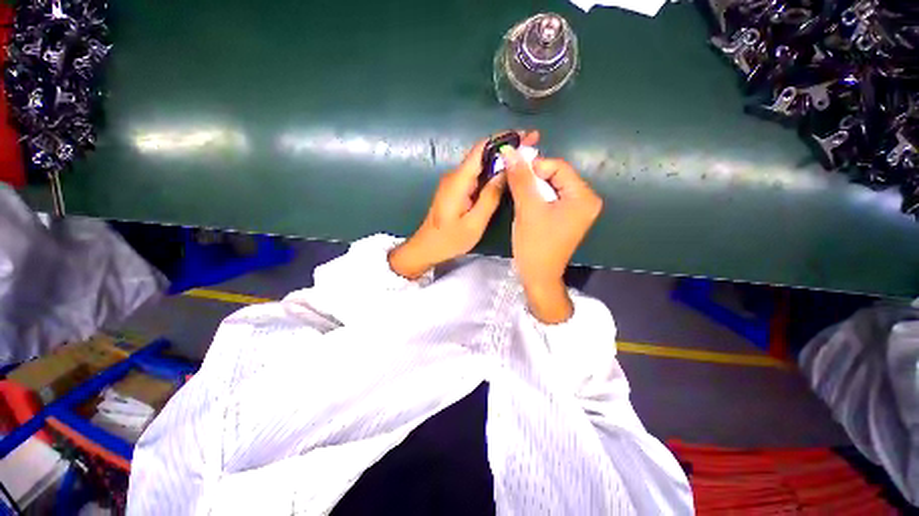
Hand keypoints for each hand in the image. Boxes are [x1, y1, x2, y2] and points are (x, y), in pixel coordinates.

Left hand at [389, 131, 540, 279]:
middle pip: (482, 154)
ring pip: (480, 164)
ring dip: (501, 159)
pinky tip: (506, 174)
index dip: (503, 139)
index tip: (525, 136)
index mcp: (459, 180)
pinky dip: (492, 172)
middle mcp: (455, 175)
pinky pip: (476, 175)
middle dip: (506, 147)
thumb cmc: (450, 239)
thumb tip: (506, 172)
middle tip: (532, 145)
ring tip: (525, 158)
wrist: (427, 247)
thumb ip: (490, 197)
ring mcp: (454, 182)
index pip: (481, 149)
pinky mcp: (456, 189)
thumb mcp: (474, 222)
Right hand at [503, 148, 602, 323]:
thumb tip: (511, 151)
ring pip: (551, 187)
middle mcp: (586, 200)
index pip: (559, 166)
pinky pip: (551, 199)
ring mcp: (578, 210)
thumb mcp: (527, 209)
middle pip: (556, 176)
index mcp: (584, 197)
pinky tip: (526, 206)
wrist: (538, 276)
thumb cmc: (535, 244)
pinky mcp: (568, 218)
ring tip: (519, 199)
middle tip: (515, 188)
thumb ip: (521, 178)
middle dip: (533, 179)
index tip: (514, 175)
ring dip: (533, 189)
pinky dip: (537, 198)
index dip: (535, 167)